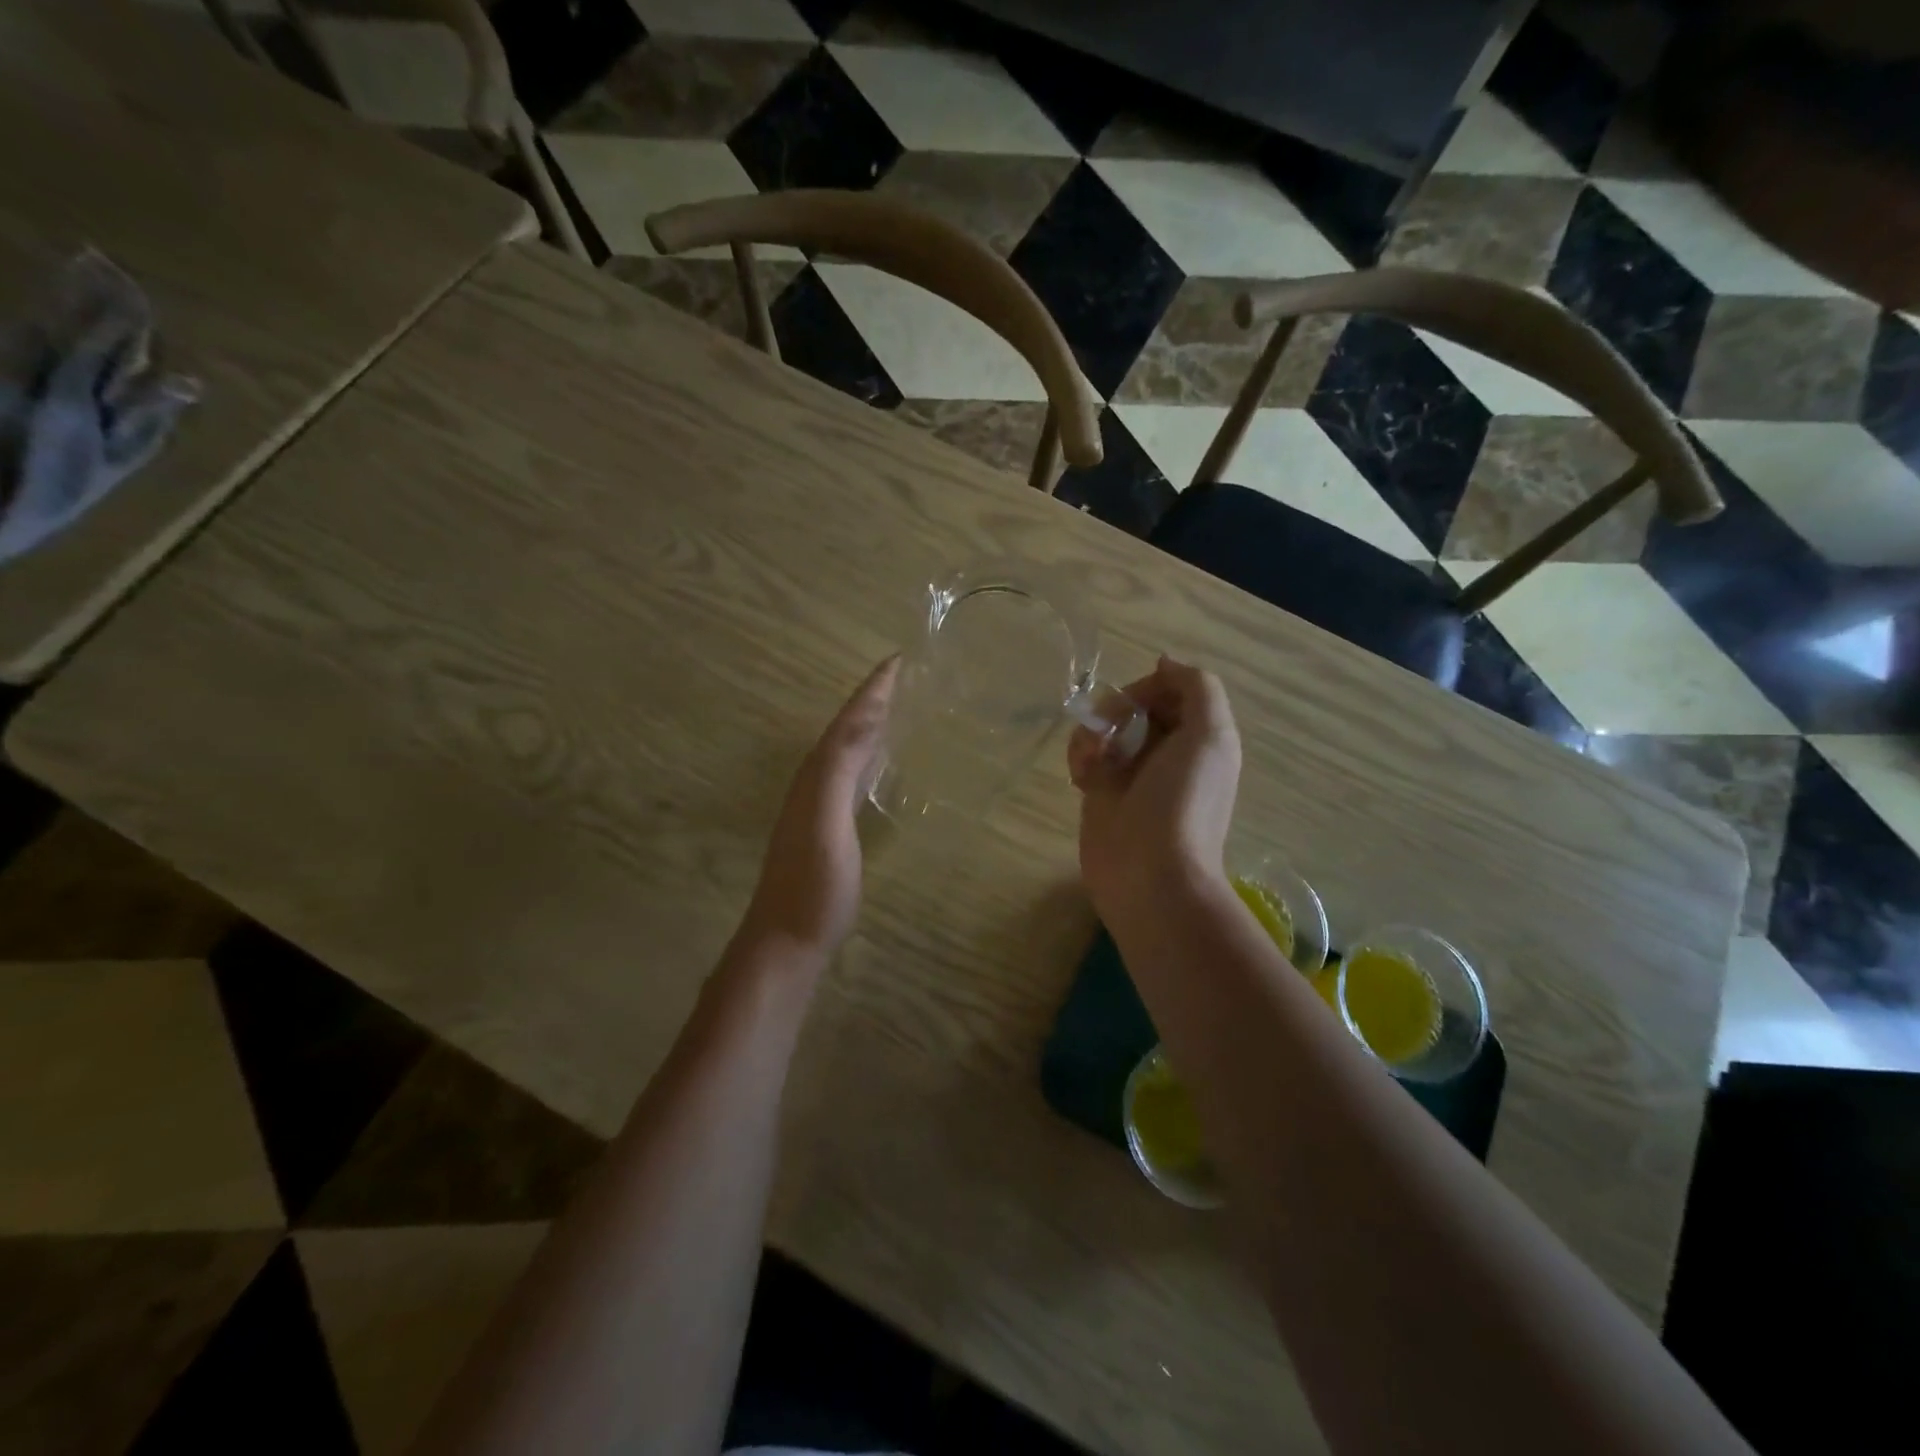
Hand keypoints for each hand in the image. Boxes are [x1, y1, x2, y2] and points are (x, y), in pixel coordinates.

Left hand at [739, 656, 899, 962]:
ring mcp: (817, 808)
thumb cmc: (813, 886)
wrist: (786, 941)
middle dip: (870, 700)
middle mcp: (813, 784)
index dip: (871, 691)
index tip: (897, 660)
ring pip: (844, 751)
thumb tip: (864, 717)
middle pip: (844, 730)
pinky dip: (866, 758)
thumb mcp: (828, 823)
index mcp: (816, 776)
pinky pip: (849, 776)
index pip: (847, 722)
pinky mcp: (826, 830)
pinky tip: (877, 767)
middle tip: (901, 677)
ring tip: (895, 709)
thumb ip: (840, 770)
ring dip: (867, 726)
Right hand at [1068, 657, 1241, 919]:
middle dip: (1115, 710)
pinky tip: (1081, 777)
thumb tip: (1165, 663)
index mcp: (1200, 736)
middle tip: (1107, 731)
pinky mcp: (1101, 793)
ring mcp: (1133, 773)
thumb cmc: (1182, 802)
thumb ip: (1197, 687)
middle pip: (1135, 705)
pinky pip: (1085, 755)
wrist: (1151, 875)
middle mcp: (1168, 750)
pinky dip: (1079, 757)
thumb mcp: (1210, 736)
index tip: (1136, 705)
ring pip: (1104, 727)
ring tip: (1091, 762)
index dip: (1151, 687)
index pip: (1172, 689)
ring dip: (1092, 734)